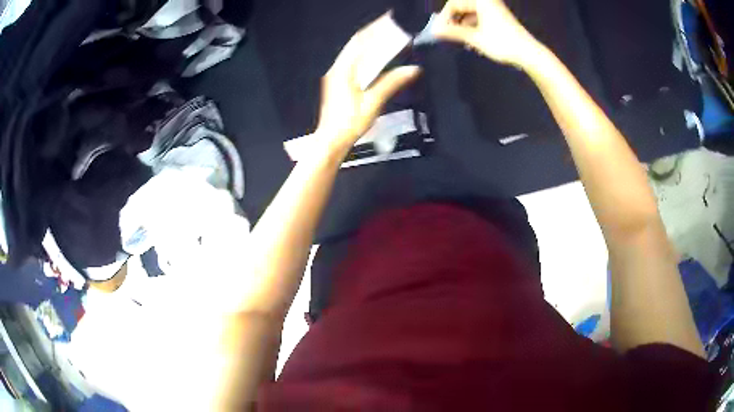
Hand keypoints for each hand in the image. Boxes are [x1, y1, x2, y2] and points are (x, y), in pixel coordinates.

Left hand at [316, 13, 420, 155]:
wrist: (331, 140)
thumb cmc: (350, 123)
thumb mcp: (373, 102)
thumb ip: (392, 83)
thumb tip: (413, 69)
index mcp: (344, 70)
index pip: (360, 41)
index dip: (375, 28)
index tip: (389, 19)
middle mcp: (337, 68)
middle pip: (356, 44)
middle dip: (373, 32)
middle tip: (390, 25)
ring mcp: (335, 75)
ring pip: (353, 52)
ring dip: (369, 43)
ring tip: (386, 36)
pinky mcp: (337, 82)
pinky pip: (352, 62)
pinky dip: (365, 55)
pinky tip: (376, 56)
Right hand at [432, 0, 540, 66]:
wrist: (528, 53)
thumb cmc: (501, 43)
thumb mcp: (474, 38)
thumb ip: (452, 32)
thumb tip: (433, 31)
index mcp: (481, 0)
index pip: (453, 4)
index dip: (444, 18)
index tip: (438, 32)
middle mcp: (487, 1)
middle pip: (461, 6)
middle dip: (453, 20)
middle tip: (446, 35)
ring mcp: (494, 8)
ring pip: (469, 12)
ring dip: (462, 24)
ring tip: (459, 39)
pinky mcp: (498, 16)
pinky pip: (479, 17)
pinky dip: (472, 26)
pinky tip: (470, 39)